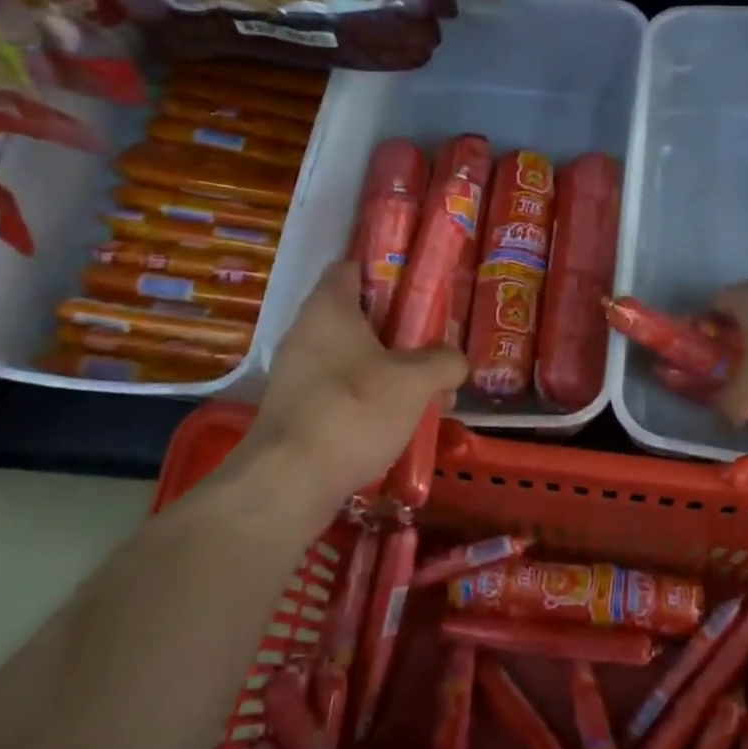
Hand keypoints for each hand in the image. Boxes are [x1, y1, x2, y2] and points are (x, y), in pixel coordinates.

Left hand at [213, 262, 466, 520]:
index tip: (420, 291)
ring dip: (390, 370)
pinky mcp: (297, 409)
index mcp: (329, 308)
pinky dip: (370, 399)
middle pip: (359, 317)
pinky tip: (399, 423)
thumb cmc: (354, 410)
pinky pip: (341, 390)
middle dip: (401, 332)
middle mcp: (306, 332)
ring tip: (428, 393)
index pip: (353, 267)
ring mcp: (297, 373)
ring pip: (353, 358)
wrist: (291, 481)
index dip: (387, 272)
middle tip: (435, 348)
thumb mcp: (415, 381)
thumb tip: (456, 360)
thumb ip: (444, 361)